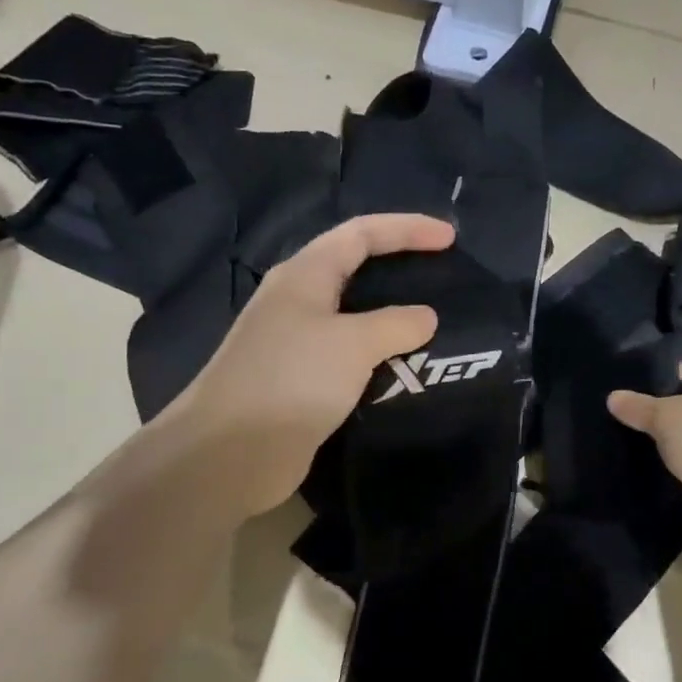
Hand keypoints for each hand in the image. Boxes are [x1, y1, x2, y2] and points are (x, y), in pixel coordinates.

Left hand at [153, 213, 454, 520]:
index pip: (361, 234)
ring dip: (391, 317)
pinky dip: (378, 354)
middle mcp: (297, 300)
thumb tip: (425, 317)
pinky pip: (349, 355)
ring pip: (353, 316)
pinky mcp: (300, 379)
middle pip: (354, 268)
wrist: (231, 452)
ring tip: (432, 324)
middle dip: (399, 267)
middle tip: (441, 277)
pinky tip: (404, 367)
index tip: (450, 237)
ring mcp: (295, 342)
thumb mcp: (353, 344)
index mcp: (304, 275)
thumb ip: (396, 324)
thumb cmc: (292, 380)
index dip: (406, 229)